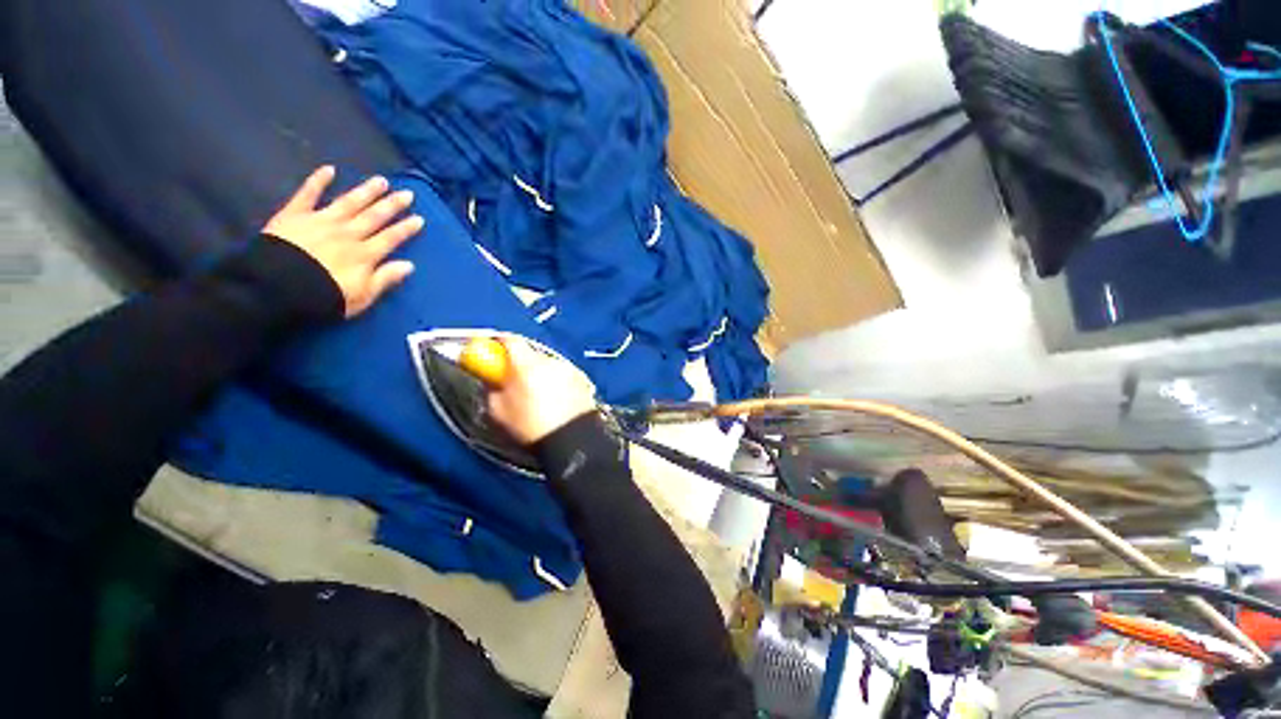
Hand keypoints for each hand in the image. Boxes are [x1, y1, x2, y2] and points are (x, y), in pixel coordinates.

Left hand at [264, 166, 424, 317]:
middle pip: (374, 217)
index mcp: (364, 255)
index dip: (405, 229)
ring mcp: (321, 221)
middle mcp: (348, 234)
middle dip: (391, 205)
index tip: (419, 219)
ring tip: (381, 181)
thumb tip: (409, 265)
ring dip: (366, 191)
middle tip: (407, 193)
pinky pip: (308, 194)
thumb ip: (385, 279)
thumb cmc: (324, 297)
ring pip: (349, 203)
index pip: (390, 238)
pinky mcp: (295, 215)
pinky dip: (318, 181)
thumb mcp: (362, 296)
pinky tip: (329, 169)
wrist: (278, 289)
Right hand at [487, 338, 597, 445]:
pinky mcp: (582, 379)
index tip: (491, 352)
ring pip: (547, 364)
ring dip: (539, 372)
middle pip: (530, 353)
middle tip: (513, 380)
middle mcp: (550, 360)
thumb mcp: (497, 411)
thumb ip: (492, 388)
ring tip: (537, 395)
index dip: (497, 343)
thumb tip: (493, 379)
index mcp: (527, 364)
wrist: (572, 440)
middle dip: (519, 363)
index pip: (509, 340)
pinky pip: (562, 374)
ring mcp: (569, 368)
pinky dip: (556, 381)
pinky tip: (555, 399)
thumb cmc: (530, 426)